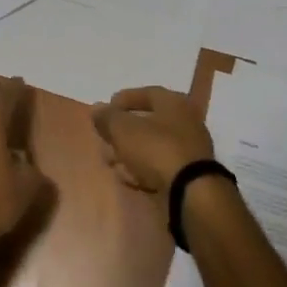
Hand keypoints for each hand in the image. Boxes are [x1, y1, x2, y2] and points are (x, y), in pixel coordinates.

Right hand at [91, 86, 214, 200]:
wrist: (190, 193)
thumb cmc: (156, 150)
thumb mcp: (124, 129)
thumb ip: (108, 118)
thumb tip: (97, 108)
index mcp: (175, 103)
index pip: (147, 93)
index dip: (124, 99)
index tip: (105, 109)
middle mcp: (186, 122)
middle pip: (148, 122)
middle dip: (123, 132)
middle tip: (105, 140)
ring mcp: (189, 150)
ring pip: (152, 147)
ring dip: (130, 153)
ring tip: (112, 163)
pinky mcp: (188, 175)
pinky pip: (160, 167)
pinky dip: (143, 170)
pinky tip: (128, 178)